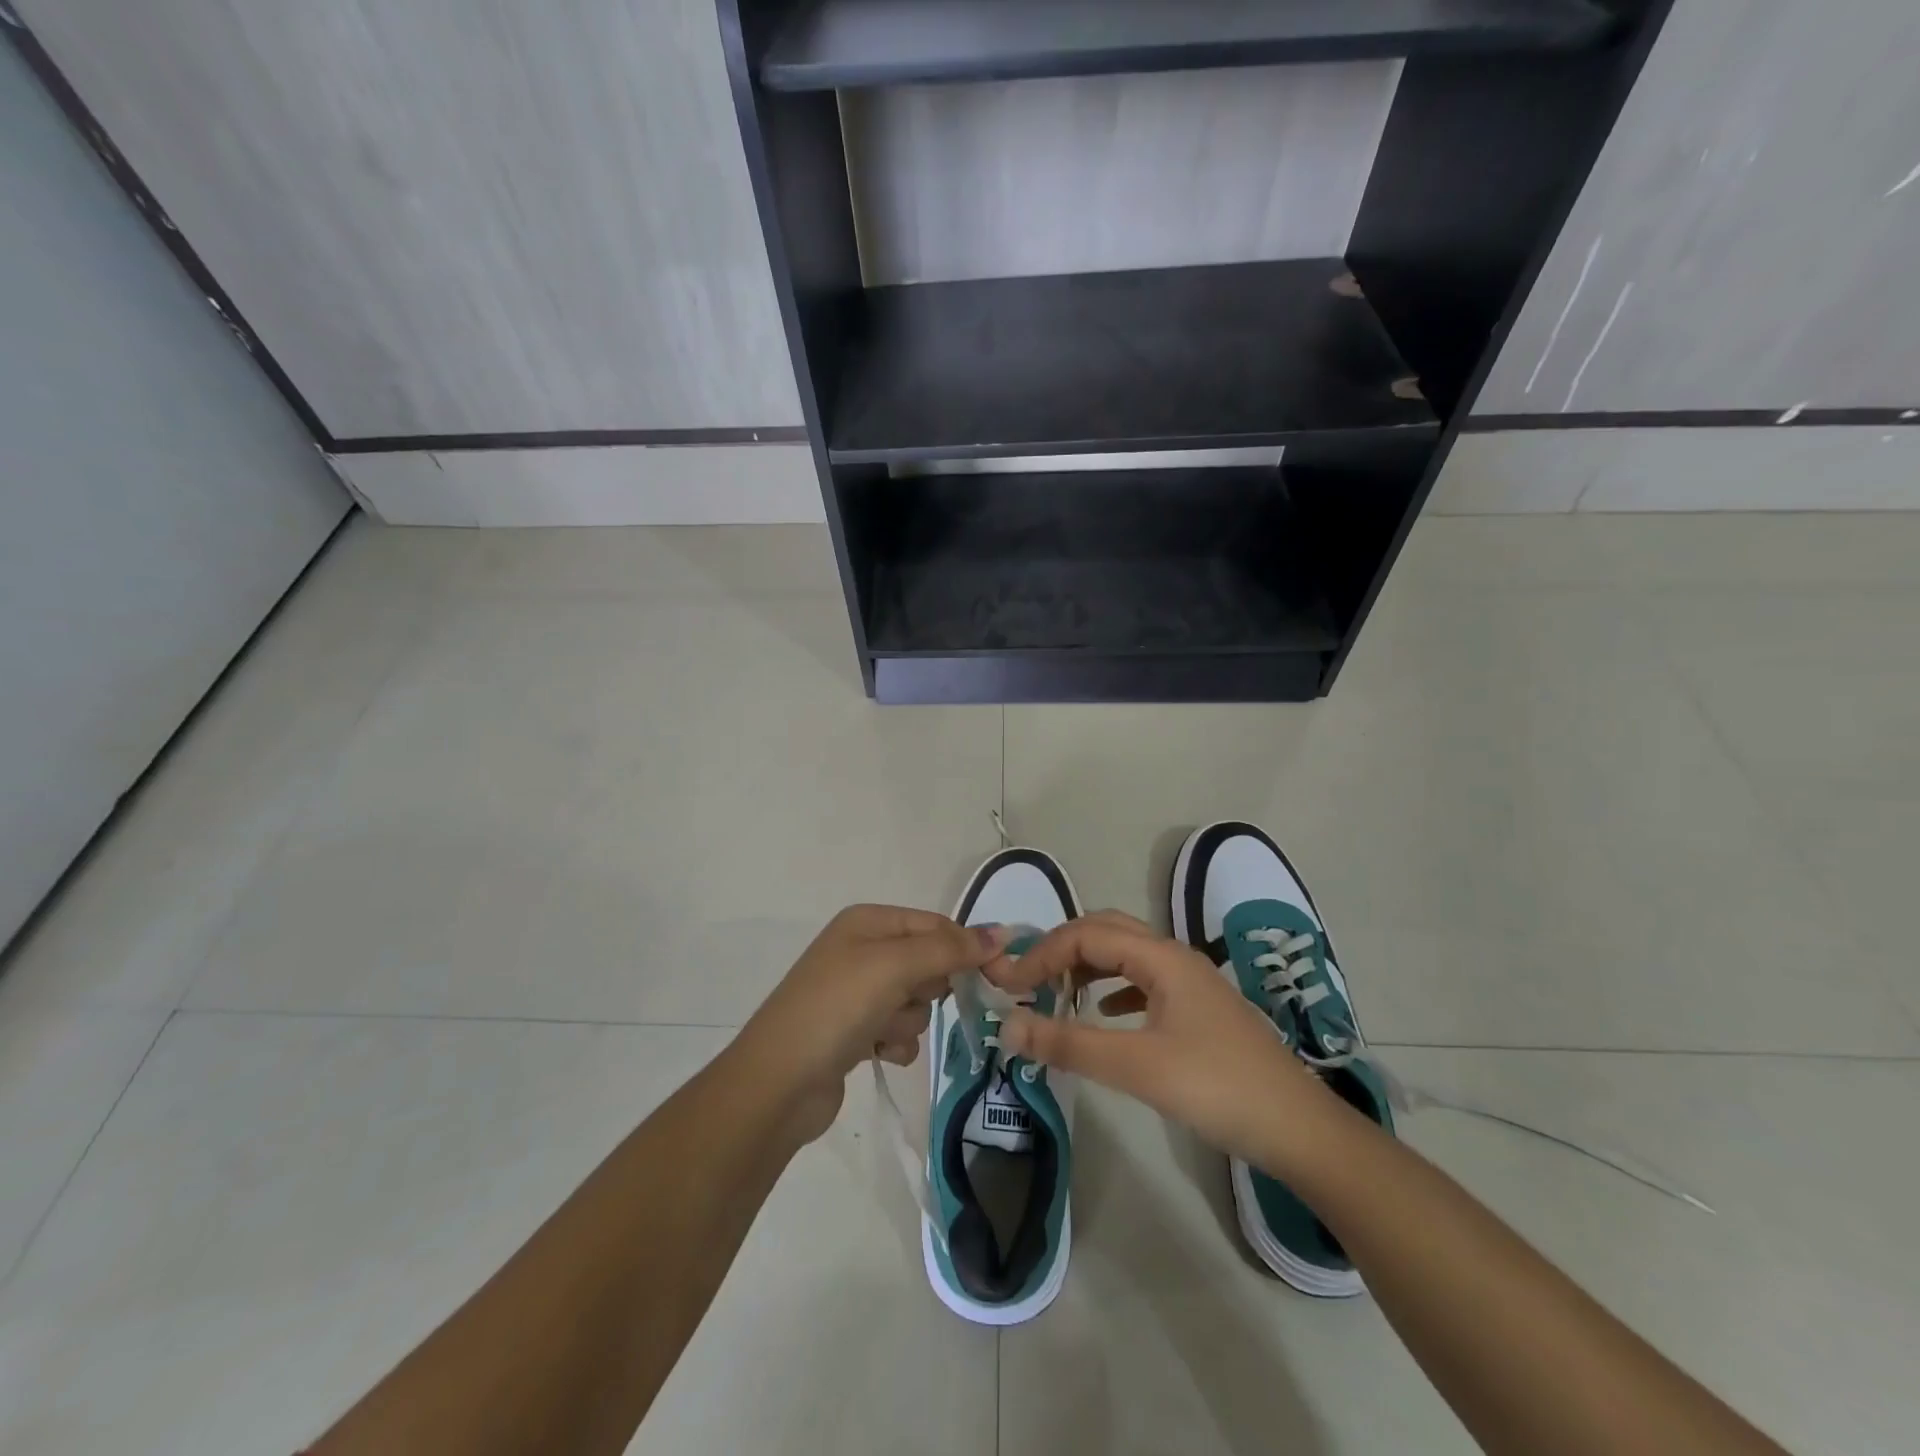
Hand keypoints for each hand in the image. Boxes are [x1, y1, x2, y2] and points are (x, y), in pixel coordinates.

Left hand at [734, 905, 1006, 1143]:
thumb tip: (1001, 933)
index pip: (935, 924)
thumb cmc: (838, 1007)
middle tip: (906, 999)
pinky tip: (874, 1053)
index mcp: (868, 921)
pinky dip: (894, 1044)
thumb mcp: (895, 966)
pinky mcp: (856, 1032)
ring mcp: (857, 993)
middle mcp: (862, 950)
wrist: (779, 1082)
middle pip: (929, 963)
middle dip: (927, 988)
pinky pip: (900, 1032)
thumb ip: (950, 949)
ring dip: (907, 1021)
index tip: (995, 974)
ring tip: (879, 1031)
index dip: (964, 947)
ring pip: (917, 1002)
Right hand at [989, 912, 1334, 1168]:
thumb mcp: (1136, 1066)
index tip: (1010, 986)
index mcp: (1161, 957)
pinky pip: (1144, 982)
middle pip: (1106, 932)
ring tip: (1056, 992)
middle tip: (1029, 980)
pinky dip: (1114, 989)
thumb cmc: (1217, 1087)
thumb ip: (1069, 1044)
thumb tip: (1007, 1026)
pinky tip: (1104, 1013)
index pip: (1086, 934)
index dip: (1042, 953)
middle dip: (1062, 949)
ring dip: (1087, 966)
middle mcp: (1175, 957)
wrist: (1300, 1130)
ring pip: (1127, 955)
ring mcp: (1191, 983)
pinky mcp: (1198, 1010)